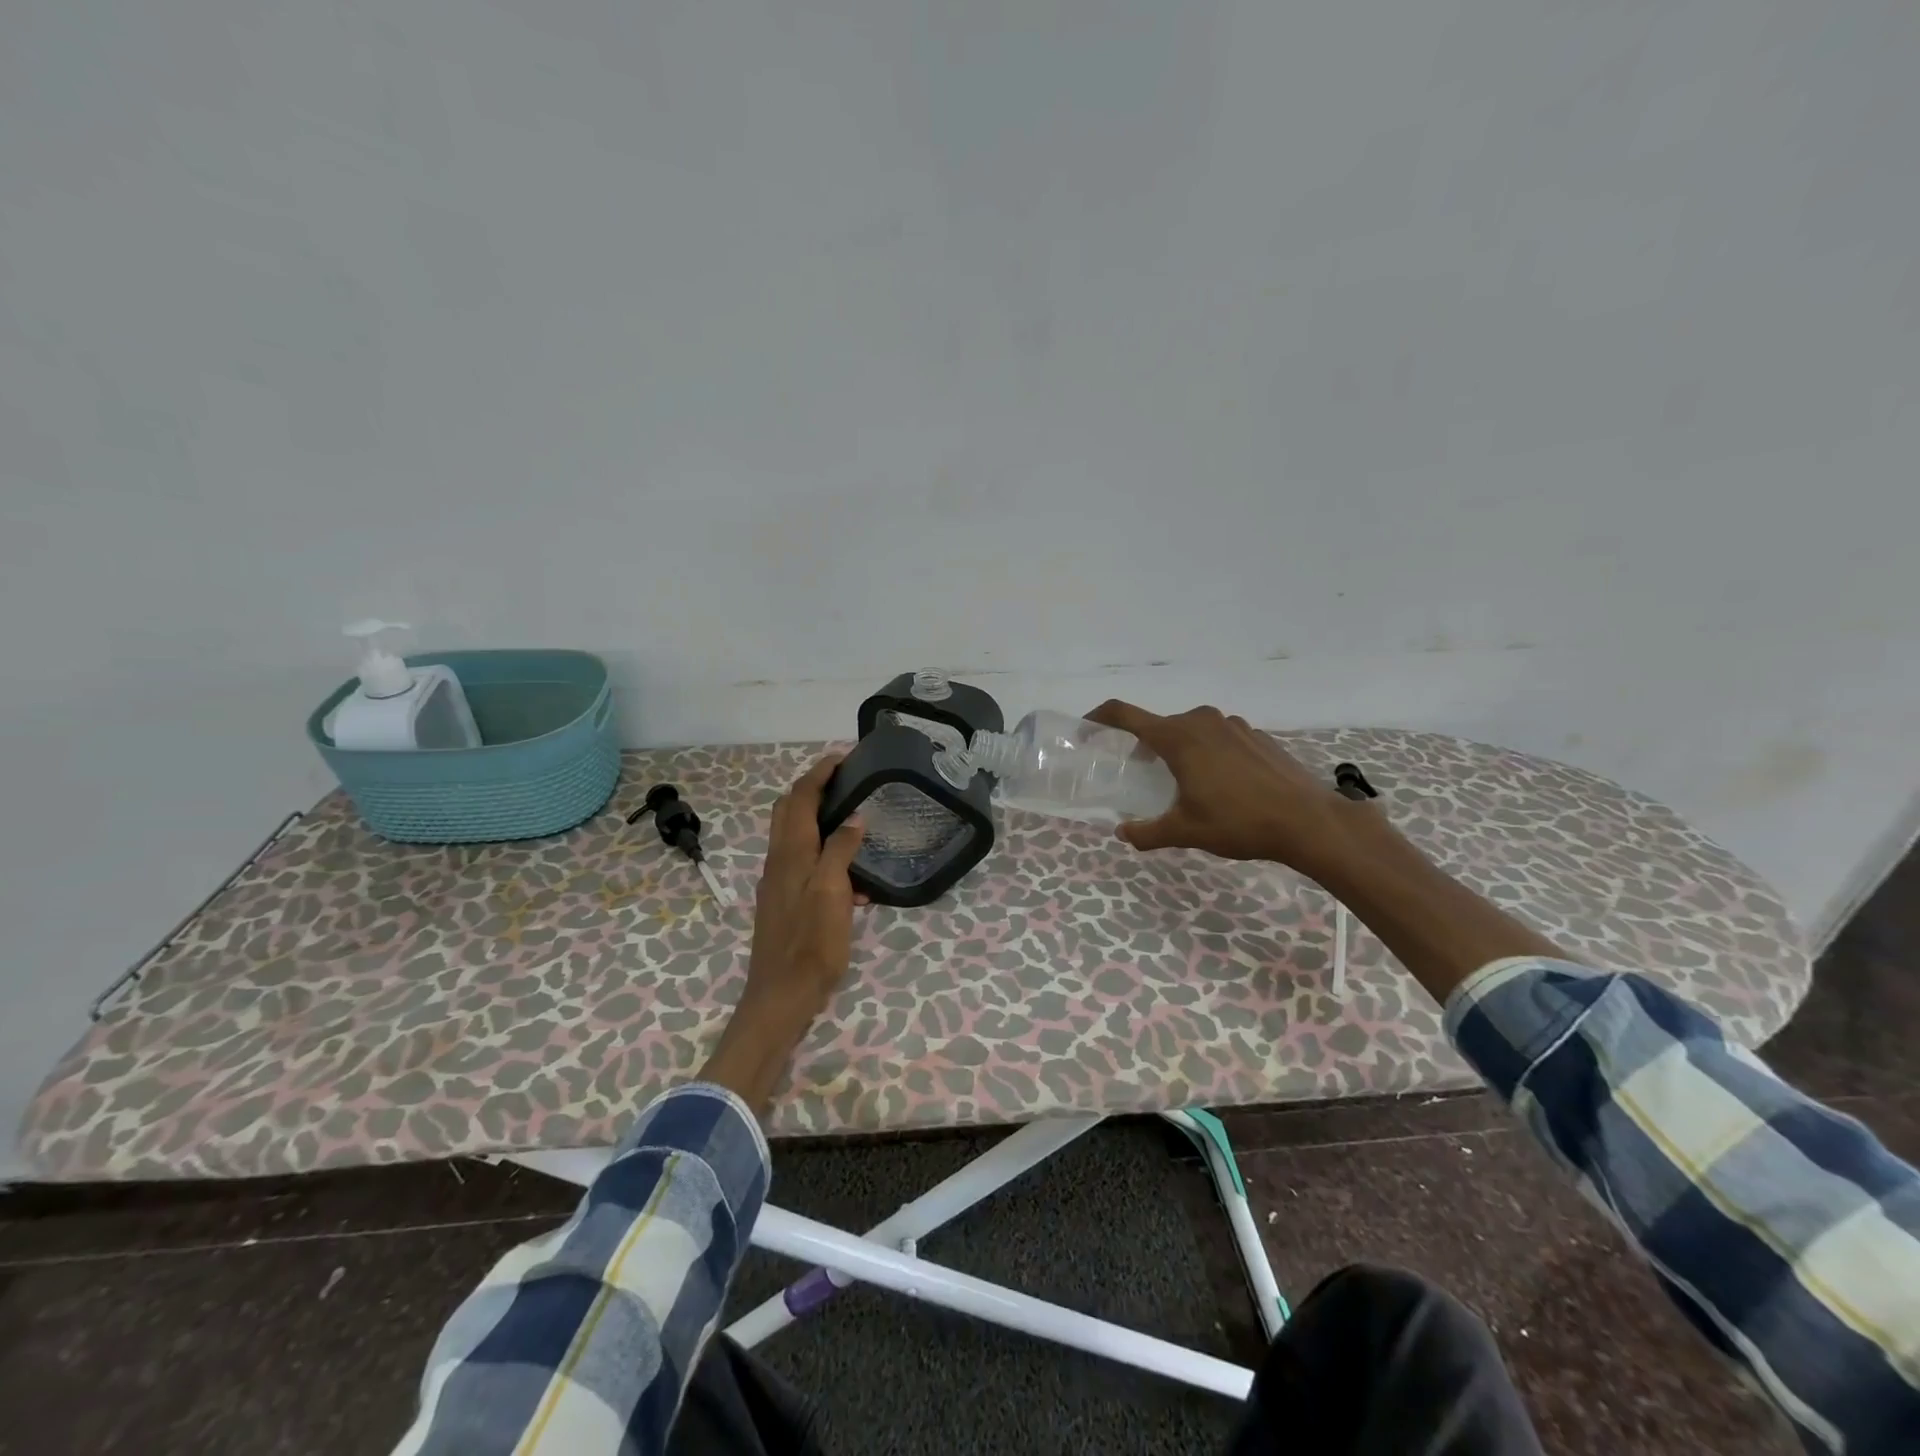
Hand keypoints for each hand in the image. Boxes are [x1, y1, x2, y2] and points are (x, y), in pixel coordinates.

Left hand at [701, 753, 866, 1112]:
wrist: (781, 996)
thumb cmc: (811, 944)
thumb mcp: (833, 894)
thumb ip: (840, 851)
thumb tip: (854, 817)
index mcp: (791, 853)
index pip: (800, 798)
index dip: (819, 773)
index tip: (842, 757)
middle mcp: (778, 861)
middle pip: (788, 810)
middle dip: (812, 787)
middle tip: (844, 780)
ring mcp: (778, 882)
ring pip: (794, 835)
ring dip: (816, 817)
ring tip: (851, 817)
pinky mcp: (783, 901)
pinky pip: (802, 861)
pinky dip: (822, 851)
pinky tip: (852, 876)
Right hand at [1086, 700, 1362, 873]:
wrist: (1308, 821)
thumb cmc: (1239, 822)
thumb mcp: (1185, 832)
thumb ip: (1148, 832)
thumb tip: (1123, 832)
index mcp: (1178, 738)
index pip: (1125, 714)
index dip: (1100, 717)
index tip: (1087, 727)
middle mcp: (1202, 721)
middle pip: (1160, 725)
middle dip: (1143, 745)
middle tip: (1139, 773)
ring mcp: (1233, 725)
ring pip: (1191, 729)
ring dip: (1178, 748)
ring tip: (1183, 782)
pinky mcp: (1256, 735)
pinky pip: (1218, 736)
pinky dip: (1207, 751)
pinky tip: (1221, 783)